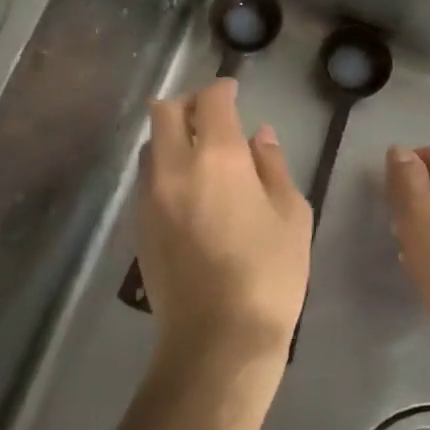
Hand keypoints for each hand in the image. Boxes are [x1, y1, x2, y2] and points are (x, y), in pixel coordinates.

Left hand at [139, 79, 311, 372]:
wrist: (216, 340)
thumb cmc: (268, 275)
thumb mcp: (291, 215)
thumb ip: (272, 166)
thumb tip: (258, 136)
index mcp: (218, 159)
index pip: (210, 101)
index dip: (222, 89)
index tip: (233, 92)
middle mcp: (175, 166)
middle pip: (164, 111)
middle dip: (188, 104)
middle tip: (212, 116)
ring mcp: (150, 195)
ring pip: (150, 143)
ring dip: (171, 135)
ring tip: (198, 154)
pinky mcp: (137, 223)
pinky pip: (146, 176)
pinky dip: (163, 166)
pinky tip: (186, 190)